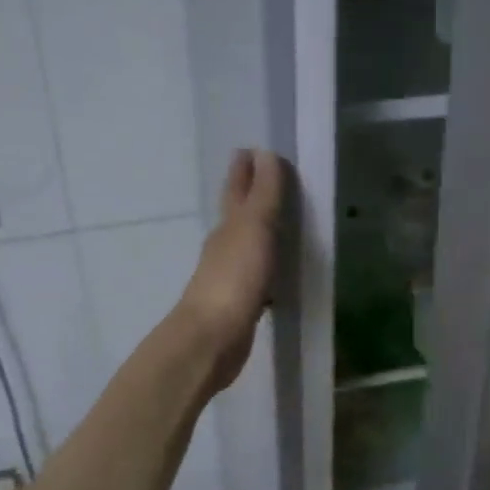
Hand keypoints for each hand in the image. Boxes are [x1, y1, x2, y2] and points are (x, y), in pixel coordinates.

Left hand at [177, 149, 285, 392]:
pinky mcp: (239, 304)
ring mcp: (229, 276)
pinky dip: (265, 266)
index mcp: (228, 226)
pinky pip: (256, 275)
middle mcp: (224, 246)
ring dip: (258, 231)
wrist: (211, 339)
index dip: (245, 170)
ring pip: (246, 244)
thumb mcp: (254, 228)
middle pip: (237, 214)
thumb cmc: (234, 279)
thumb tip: (263, 153)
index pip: (237, 189)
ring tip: (278, 223)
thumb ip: (264, 194)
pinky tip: (276, 274)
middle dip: (248, 195)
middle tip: (262, 177)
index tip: (251, 150)